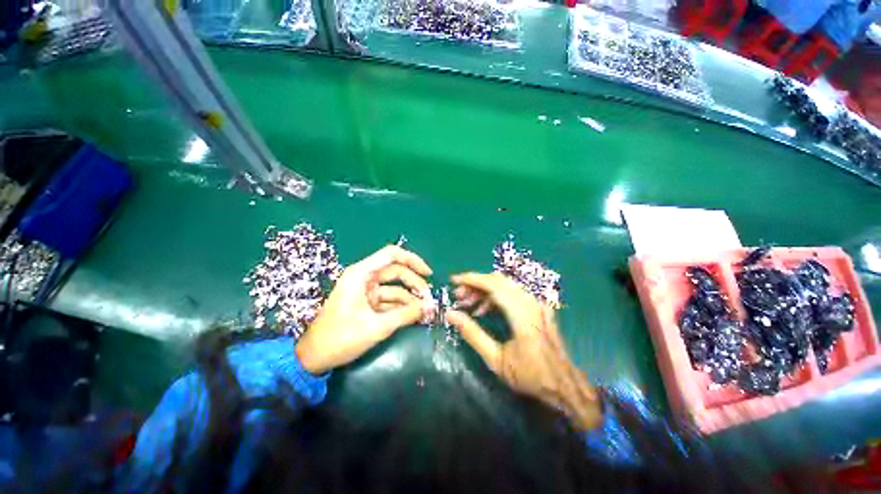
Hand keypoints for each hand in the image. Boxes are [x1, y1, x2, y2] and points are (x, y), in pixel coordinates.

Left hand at [295, 245, 432, 374]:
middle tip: (429, 301)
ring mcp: (366, 291)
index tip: (428, 274)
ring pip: (395, 287)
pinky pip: (389, 300)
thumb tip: (431, 307)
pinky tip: (415, 316)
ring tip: (426, 312)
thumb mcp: (377, 326)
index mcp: (362, 274)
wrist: (314, 358)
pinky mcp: (367, 303)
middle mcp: (365, 277)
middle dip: (415, 285)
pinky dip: (402, 307)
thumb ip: (406, 314)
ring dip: (411, 298)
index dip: (413, 260)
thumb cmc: (341, 338)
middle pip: (397, 272)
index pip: (392, 255)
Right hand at [446, 272, 601, 429]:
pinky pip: (512, 292)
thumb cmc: (530, 375)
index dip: (471, 279)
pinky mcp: (537, 305)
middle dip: (475, 284)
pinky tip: (483, 309)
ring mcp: (537, 302)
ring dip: (483, 289)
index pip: (494, 285)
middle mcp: (531, 303)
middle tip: (458, 296)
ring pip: (504, 284)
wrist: (565, 384)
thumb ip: (472, 334)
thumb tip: (451, 314)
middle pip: (498, 280)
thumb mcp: (496, 360)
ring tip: (467, 303)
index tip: (453, 280)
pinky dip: (495, 295)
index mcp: (522, 315)